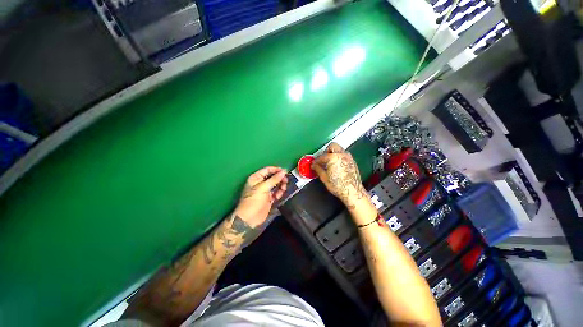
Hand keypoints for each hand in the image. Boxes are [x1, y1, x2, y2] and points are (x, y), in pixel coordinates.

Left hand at [234, 166, 287, 227]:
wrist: (249, 218)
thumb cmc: (253, 200)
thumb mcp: (263, 188)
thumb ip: (274, 179)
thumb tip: (283, 172)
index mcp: (256, 178)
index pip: (267, 170)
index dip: (276, 170)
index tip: (285, 171)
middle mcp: (261, 183)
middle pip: (273, 177)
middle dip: (280, 178)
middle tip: (286, 181)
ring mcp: (265, 191)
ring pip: (276, 184)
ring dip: (281, 186)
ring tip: (283, 189)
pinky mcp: (269, 198)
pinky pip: (277, 192)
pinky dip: (279, 193)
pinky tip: (278, 196)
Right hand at [311, 142, 367, 209]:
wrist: (352, 192)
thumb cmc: (339, 186)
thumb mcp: (324, 178)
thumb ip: (318, 169)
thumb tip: (314, 166)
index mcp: (334, 157)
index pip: (322, 156)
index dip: (316, 160)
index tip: (314, 164)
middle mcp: (342, 155)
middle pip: (332, 146)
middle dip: (326, 151)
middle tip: (322, 159)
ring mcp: (349, 157)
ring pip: (339, 149)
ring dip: (333, 153)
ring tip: (329, 162)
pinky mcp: (352, 161)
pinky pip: (344, 155)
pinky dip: (339, 157)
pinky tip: (335, 165)